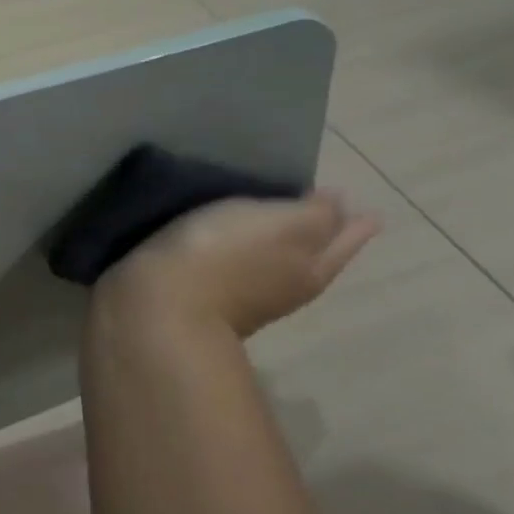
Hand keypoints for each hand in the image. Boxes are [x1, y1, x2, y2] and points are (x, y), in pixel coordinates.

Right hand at [94, 193, 379, 340]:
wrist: (155, 308)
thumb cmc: (222, 255)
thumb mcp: (281, 223)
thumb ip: (315, 214)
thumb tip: (338, 206)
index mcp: (310, 266)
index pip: (342, 238)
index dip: (350, 222)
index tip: (358, 208)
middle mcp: (284, 287)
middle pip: (313, 257)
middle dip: (321, 236)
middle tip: (324, 210)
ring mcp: (243, 298)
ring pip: (273, 265)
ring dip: (278, 246)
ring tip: (274, 223)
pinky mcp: (201, 298)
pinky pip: (234, 270)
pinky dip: (240, 256)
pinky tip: (228, 244)